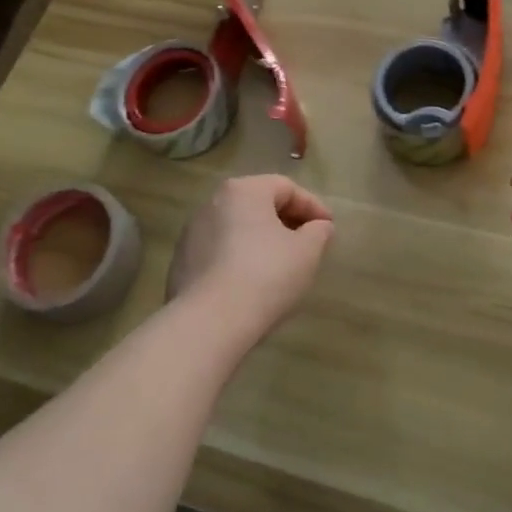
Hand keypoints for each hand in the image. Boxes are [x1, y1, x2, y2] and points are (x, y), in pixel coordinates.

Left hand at [167, 175, 334, 338]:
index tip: (329, 229)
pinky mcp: (182, 262)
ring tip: (281, 266)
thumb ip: (318, 232)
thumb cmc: (265, 276)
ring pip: (238, 228)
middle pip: (259, 205)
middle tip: (308, 245)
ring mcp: (192, 233)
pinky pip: (220, 252)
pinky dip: (240, 259)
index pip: (286, 188)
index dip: (313, 206)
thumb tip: (319, 227)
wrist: (208, 323)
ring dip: (262, 240)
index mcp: (244, 190)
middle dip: (287, 222)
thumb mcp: (306, 252)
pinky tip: (252, 284)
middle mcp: (213, 203)